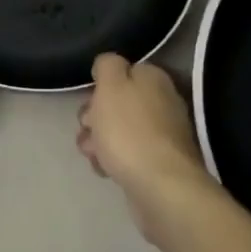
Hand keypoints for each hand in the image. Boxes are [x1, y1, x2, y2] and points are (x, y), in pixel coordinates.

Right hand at [77, 54, 214, 241]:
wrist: (159, 187)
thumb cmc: (129, 130)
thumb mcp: (111, 86)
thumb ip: (107, 65)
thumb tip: (108, 64)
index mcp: (154, 79)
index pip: (122, 71)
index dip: (100, 85)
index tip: (90, 100)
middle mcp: (162, 102)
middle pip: (117, 102)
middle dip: (94, 116)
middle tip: (88, 128)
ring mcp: (162, 135)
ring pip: (117, 130)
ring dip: (98, 140)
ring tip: (93, 154)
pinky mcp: (157, 163)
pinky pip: (126, 154)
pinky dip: (112, 160)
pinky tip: (105, 169)